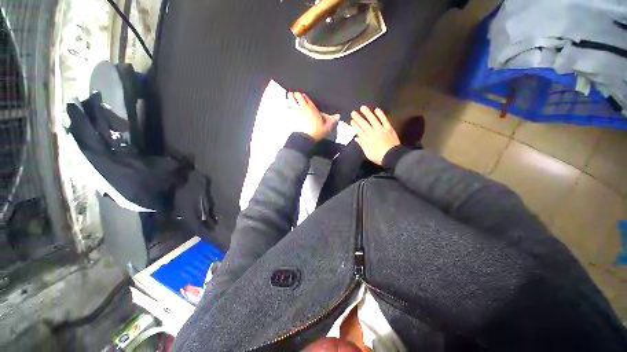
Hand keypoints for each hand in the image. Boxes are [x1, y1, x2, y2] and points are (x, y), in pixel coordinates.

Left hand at [288, 91, 339, 141]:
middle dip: (295, 94)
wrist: (305, 138)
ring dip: (290, 97)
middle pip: (297, 95)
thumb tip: (338, 116)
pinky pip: (287, 107)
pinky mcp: (291, 116)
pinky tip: (286, 105)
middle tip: (294, 94)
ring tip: (289, 96)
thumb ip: (332, 120)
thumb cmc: (316, 132)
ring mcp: (296, 111)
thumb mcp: (326, 127)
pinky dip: (286, 105)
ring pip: (291, 99)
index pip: (306, 97)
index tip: (302, 96)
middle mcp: (303, 107)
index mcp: (312, 108)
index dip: (303, 95)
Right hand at [351, 106, 399, 165]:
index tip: (351, 120)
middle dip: (358, 118)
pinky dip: (381, 114)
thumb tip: (356, 138)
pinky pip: (384, 120)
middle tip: (353, 112)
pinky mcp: (389, 128)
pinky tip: (377, 109)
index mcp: (367, 140)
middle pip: (364, 124)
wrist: (392, 156)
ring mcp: (381, 130)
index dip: (355, 125)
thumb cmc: (378, 157)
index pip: (359, 131)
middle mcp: (373, 133)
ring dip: (368, 113)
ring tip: (363, 107)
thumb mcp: (367, 153)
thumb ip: (362, 144)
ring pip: (373, 120)